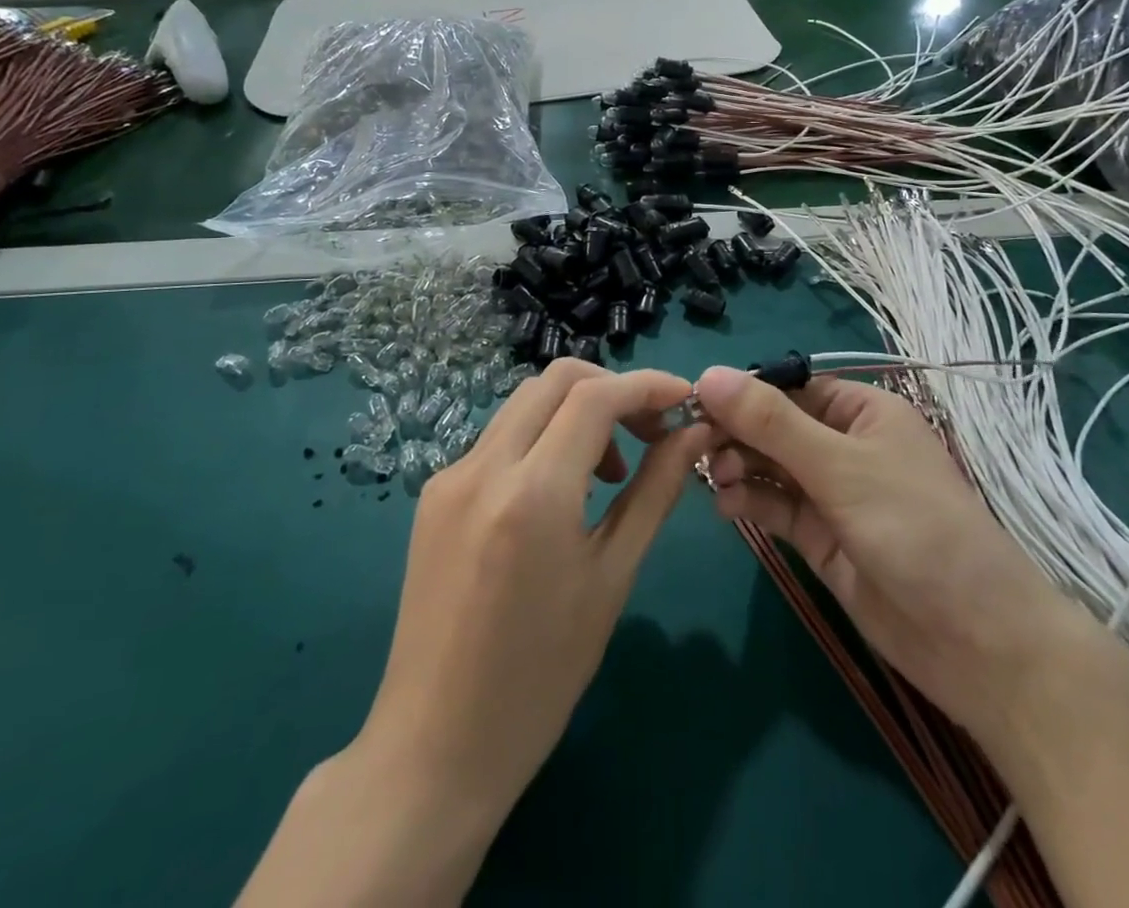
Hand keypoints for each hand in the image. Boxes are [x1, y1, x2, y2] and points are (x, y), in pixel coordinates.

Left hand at [237, 361, 710, 907]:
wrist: (435, 748)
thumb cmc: (540, 677)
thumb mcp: (612, 579)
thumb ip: (655, 492)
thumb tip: (694, 435)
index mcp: (532, 492)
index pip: (596, 396)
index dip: (647, 386)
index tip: (685, 400)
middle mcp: (483, 466)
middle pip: (556, 380)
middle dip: (613, 389)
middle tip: (651, 432)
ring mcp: (450, 476)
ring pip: (526, 402)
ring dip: (577, 411)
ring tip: (611, 471)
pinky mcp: (434, 493)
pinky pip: (500, 438)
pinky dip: (543, 439)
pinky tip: (561, 492)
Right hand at [693, 367, 1079, 731]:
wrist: (976, 642)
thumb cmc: (916, 528)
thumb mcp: (841, 467)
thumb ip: (772, 423)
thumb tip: (709, 374)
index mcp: (862, 411)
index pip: (790, 387)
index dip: (743, 392)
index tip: (694, 401)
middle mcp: (845, 445)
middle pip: (775, 426)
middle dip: (737, 432)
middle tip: (695, 446)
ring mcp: (832, 494)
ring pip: (770, 466)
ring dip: (739, 466)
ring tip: (714, 478)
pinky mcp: (821, 538)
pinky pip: (776, 507)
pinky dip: (749, 502)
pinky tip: (726, 507)